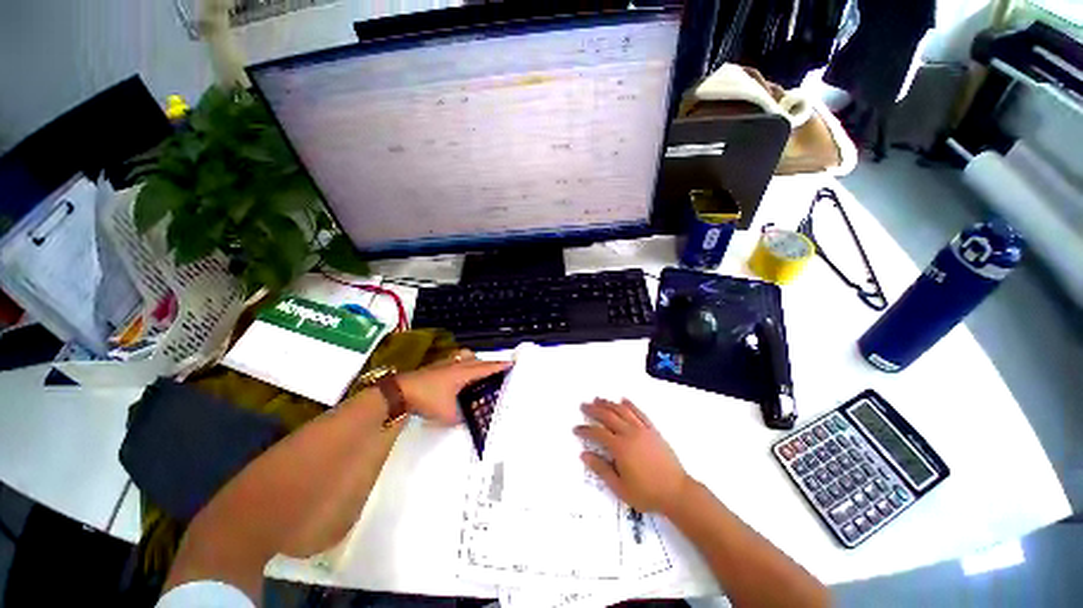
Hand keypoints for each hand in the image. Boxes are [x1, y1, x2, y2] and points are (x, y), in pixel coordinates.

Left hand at [396, 350, 509, 425]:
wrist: (400, 391)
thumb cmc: (428, 399)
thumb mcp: (449, 414)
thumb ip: (462, 418)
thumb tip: (470, 420)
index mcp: (464, 373)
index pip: (486, 368)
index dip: (499, 366)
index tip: (511, 363)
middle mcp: (457, 365)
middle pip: (478, 360)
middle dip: (489, 363)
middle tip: (497, 369)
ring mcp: (446, 363)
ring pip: (465, 357)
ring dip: (474, 361)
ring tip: (477, 370)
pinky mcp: (436, 366)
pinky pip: (455, 360)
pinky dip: (462, 364)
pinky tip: (457, 374)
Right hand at [574, 398, 690, 514]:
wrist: (677, 492)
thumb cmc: (647, 493)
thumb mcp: (620, 487)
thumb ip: (601, 469)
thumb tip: (584, 455)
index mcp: (620, 447)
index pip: (598, 433)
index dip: (585, 430)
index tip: (576, 428)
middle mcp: (630, 433)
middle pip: (608, 416)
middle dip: (594, 410)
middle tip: (583, 405)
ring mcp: (642, 430)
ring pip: (622, 411)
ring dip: (609, 403)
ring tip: (598, 399)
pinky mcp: (653, 430)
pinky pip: (639, 413)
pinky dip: (630, 405)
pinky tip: (624, 400)